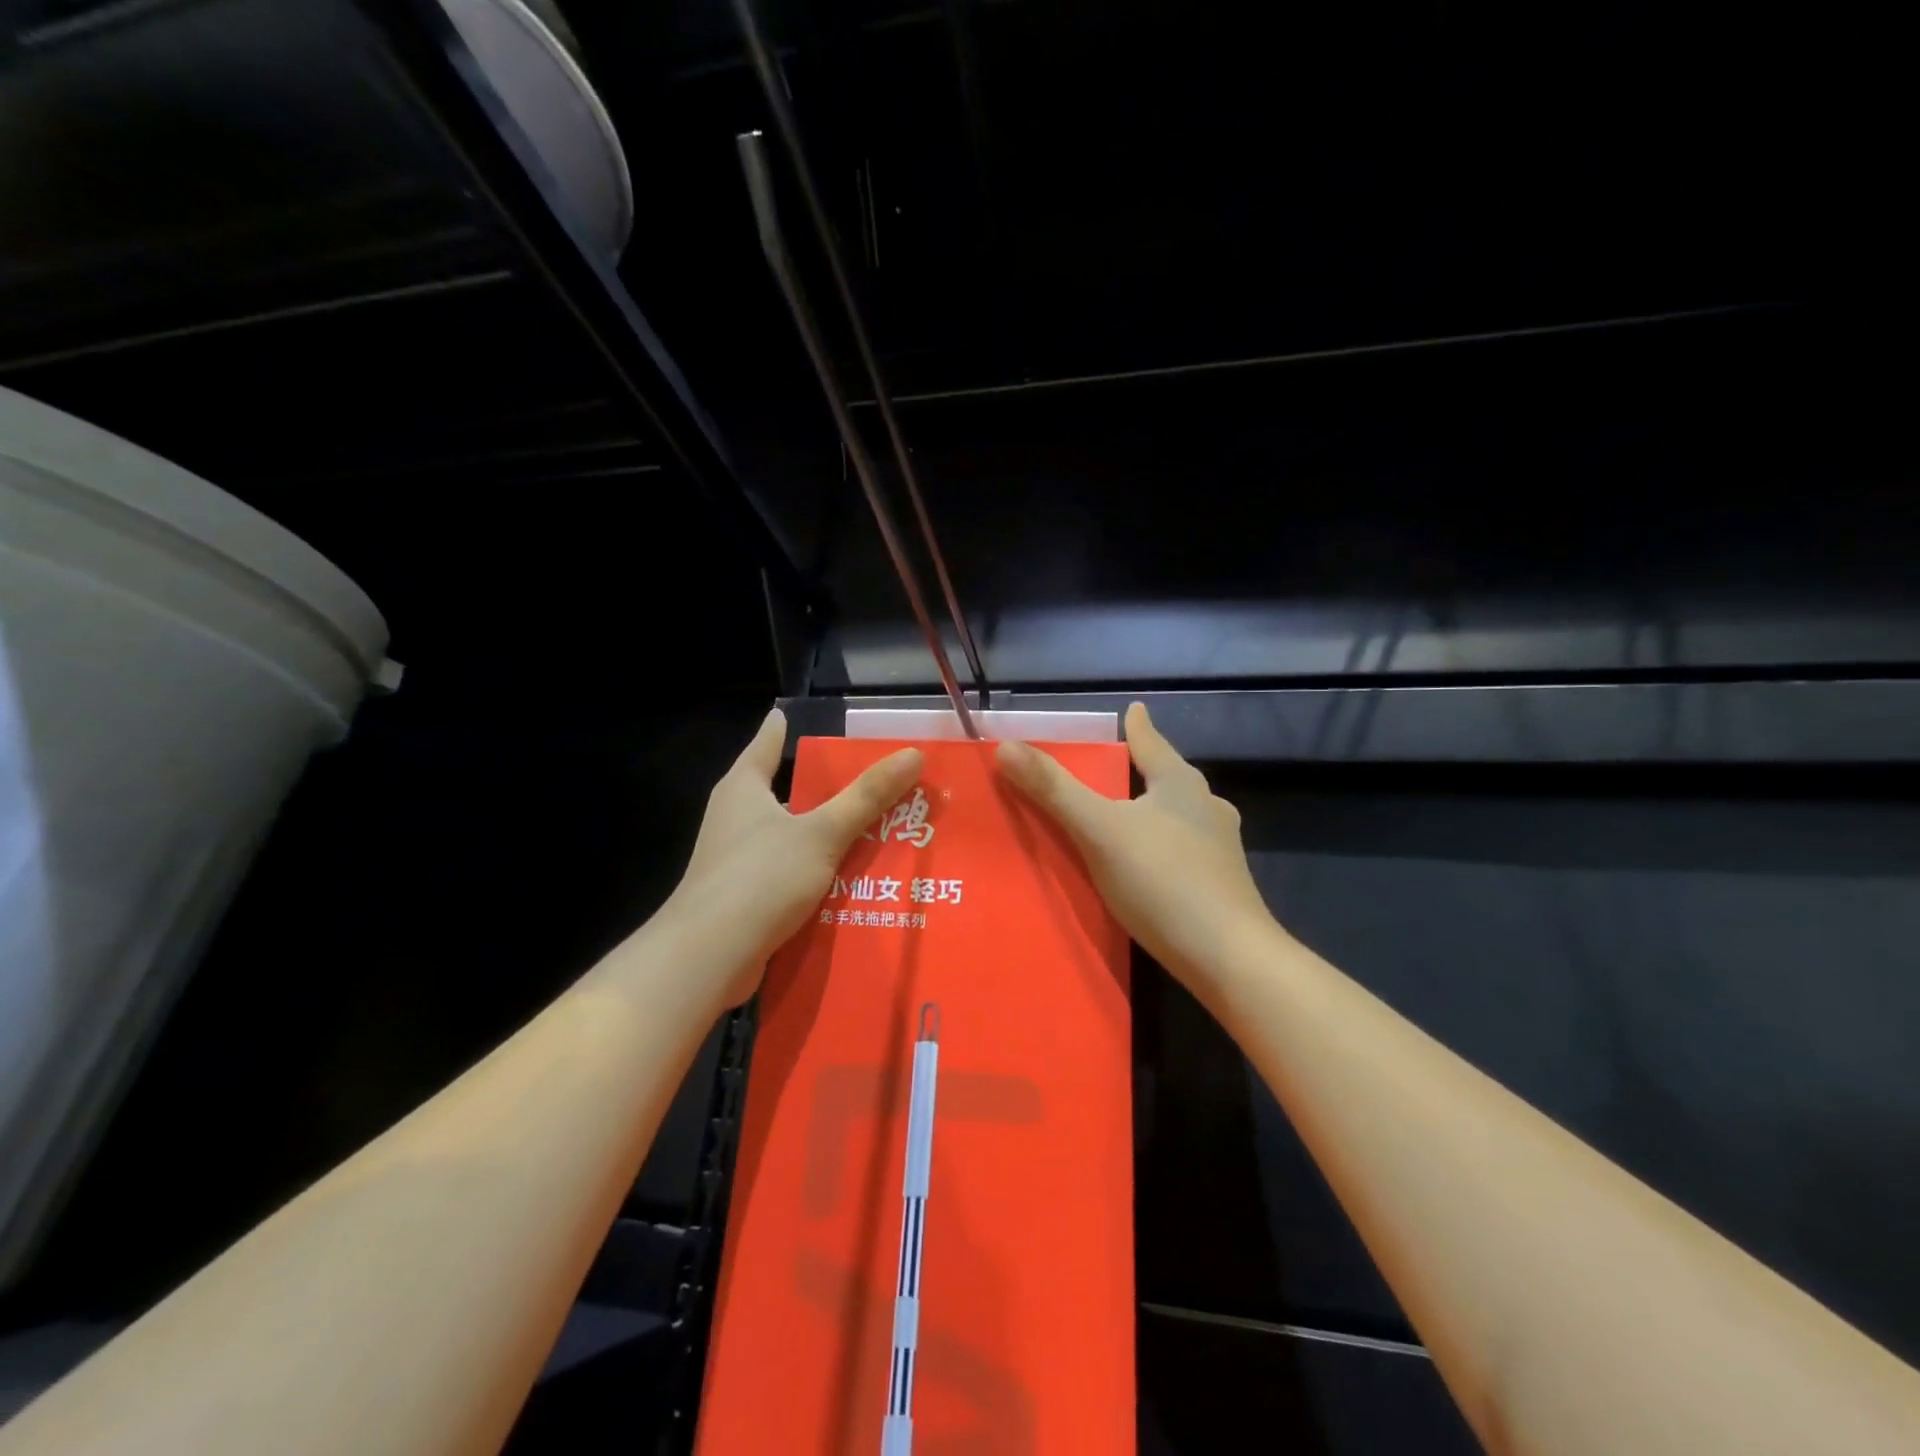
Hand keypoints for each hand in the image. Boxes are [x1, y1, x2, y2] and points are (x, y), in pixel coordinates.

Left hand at [667, 709, 921, 1004]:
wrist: (708, 958)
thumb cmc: (760, 878)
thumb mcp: (822, 833)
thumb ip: (866, 797)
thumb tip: (912, 755)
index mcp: (744, 787)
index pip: (769, 741)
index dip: (789, 727)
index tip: (816, 718)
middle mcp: (735, 816)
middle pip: (788, 790)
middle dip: (828, 788)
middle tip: (876, 781)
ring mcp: (736, 857)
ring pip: (792, 834)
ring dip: (827, 834)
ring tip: (877, 829)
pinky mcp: (744, 894)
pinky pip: (790, 871)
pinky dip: (817, 871)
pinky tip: (852, 880)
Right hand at [996, 703, 1277, 993]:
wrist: (1229, 960)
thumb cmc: (1164, 881)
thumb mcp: (1099, 831)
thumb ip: (1054, 790)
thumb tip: (1006, 746)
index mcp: (1180, 784)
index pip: (1151, 742)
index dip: (1137, 725)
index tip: (1132, 708)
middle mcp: (1205, 808)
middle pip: (1165, 778)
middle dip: (1140, 770)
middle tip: (1110, 768)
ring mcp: (1218, 849)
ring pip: (1175, 816)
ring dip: (1148, 811)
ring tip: (1121, 818)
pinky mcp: (1219, 886)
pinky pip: (1178, 851)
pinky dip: (1156, 847)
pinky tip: (1142, 866)